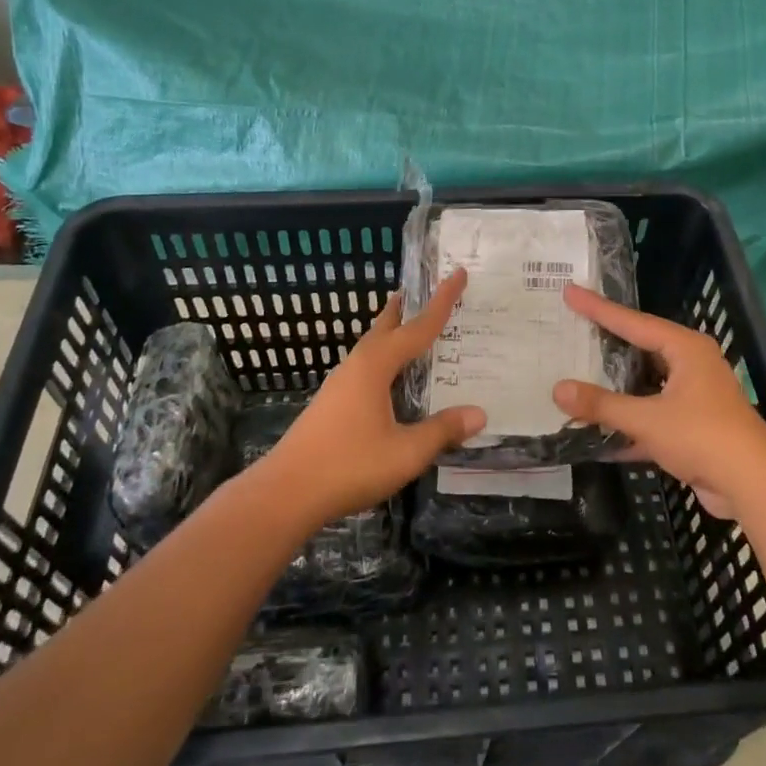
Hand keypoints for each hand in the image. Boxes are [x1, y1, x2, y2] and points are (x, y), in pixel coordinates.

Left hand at [253, 268, 485, 530]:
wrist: (286, 492)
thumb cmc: (349, 465)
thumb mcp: (406, 452)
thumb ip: (442, 430)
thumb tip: (479, 413)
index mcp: (376, 366)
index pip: (417, 327)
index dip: (442, 302)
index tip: (458, 273)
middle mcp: (357, 366)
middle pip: (386, 327)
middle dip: (407, 309)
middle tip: (424, 291)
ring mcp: (340, 384)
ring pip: (372, 347)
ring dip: (392, 333)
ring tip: (410, 329)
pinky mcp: (331, 403)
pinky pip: (365, 367)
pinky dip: (384, 358)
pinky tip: (389, 379)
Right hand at [553, 284, 765, 519]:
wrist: (754, 486)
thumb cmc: (703, 436)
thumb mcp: (647, 419)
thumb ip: (602, 405)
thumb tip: (558, 389)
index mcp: (685, 349)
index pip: (633, 322)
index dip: (598, 309)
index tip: (570, 292)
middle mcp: (691, 366)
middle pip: (640, 349)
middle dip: (607, 345)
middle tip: (573, 329)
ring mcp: (694, 397)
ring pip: (645, 385)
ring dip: (616, 389)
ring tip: (577, 377)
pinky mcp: (693, 427)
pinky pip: (652, 416)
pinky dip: (629, 423)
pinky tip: (597, 433)